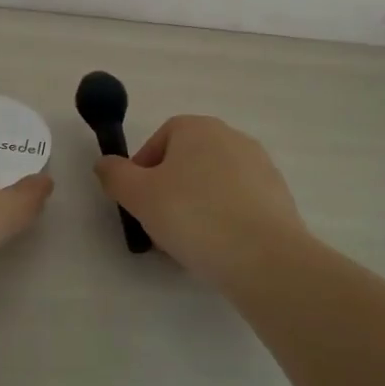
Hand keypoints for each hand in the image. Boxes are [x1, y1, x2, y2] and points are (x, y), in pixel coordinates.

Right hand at [94, 115, 308, 285]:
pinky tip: (219, 249)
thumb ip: (115, 175)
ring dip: (197, 206)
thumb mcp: (138, 196)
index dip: (143, 170)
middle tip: (160, 226)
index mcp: (198, 128)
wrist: (265, 257)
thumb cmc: (194, 216)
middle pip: (188, 161)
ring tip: (189, 243)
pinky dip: (225, 219)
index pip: (160, 139)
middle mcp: (232, 136)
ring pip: (213, 183)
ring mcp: (260, 165)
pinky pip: (239, 202)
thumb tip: (105, 163)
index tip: (139, 203)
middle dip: (170, 190)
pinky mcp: (279, 196)